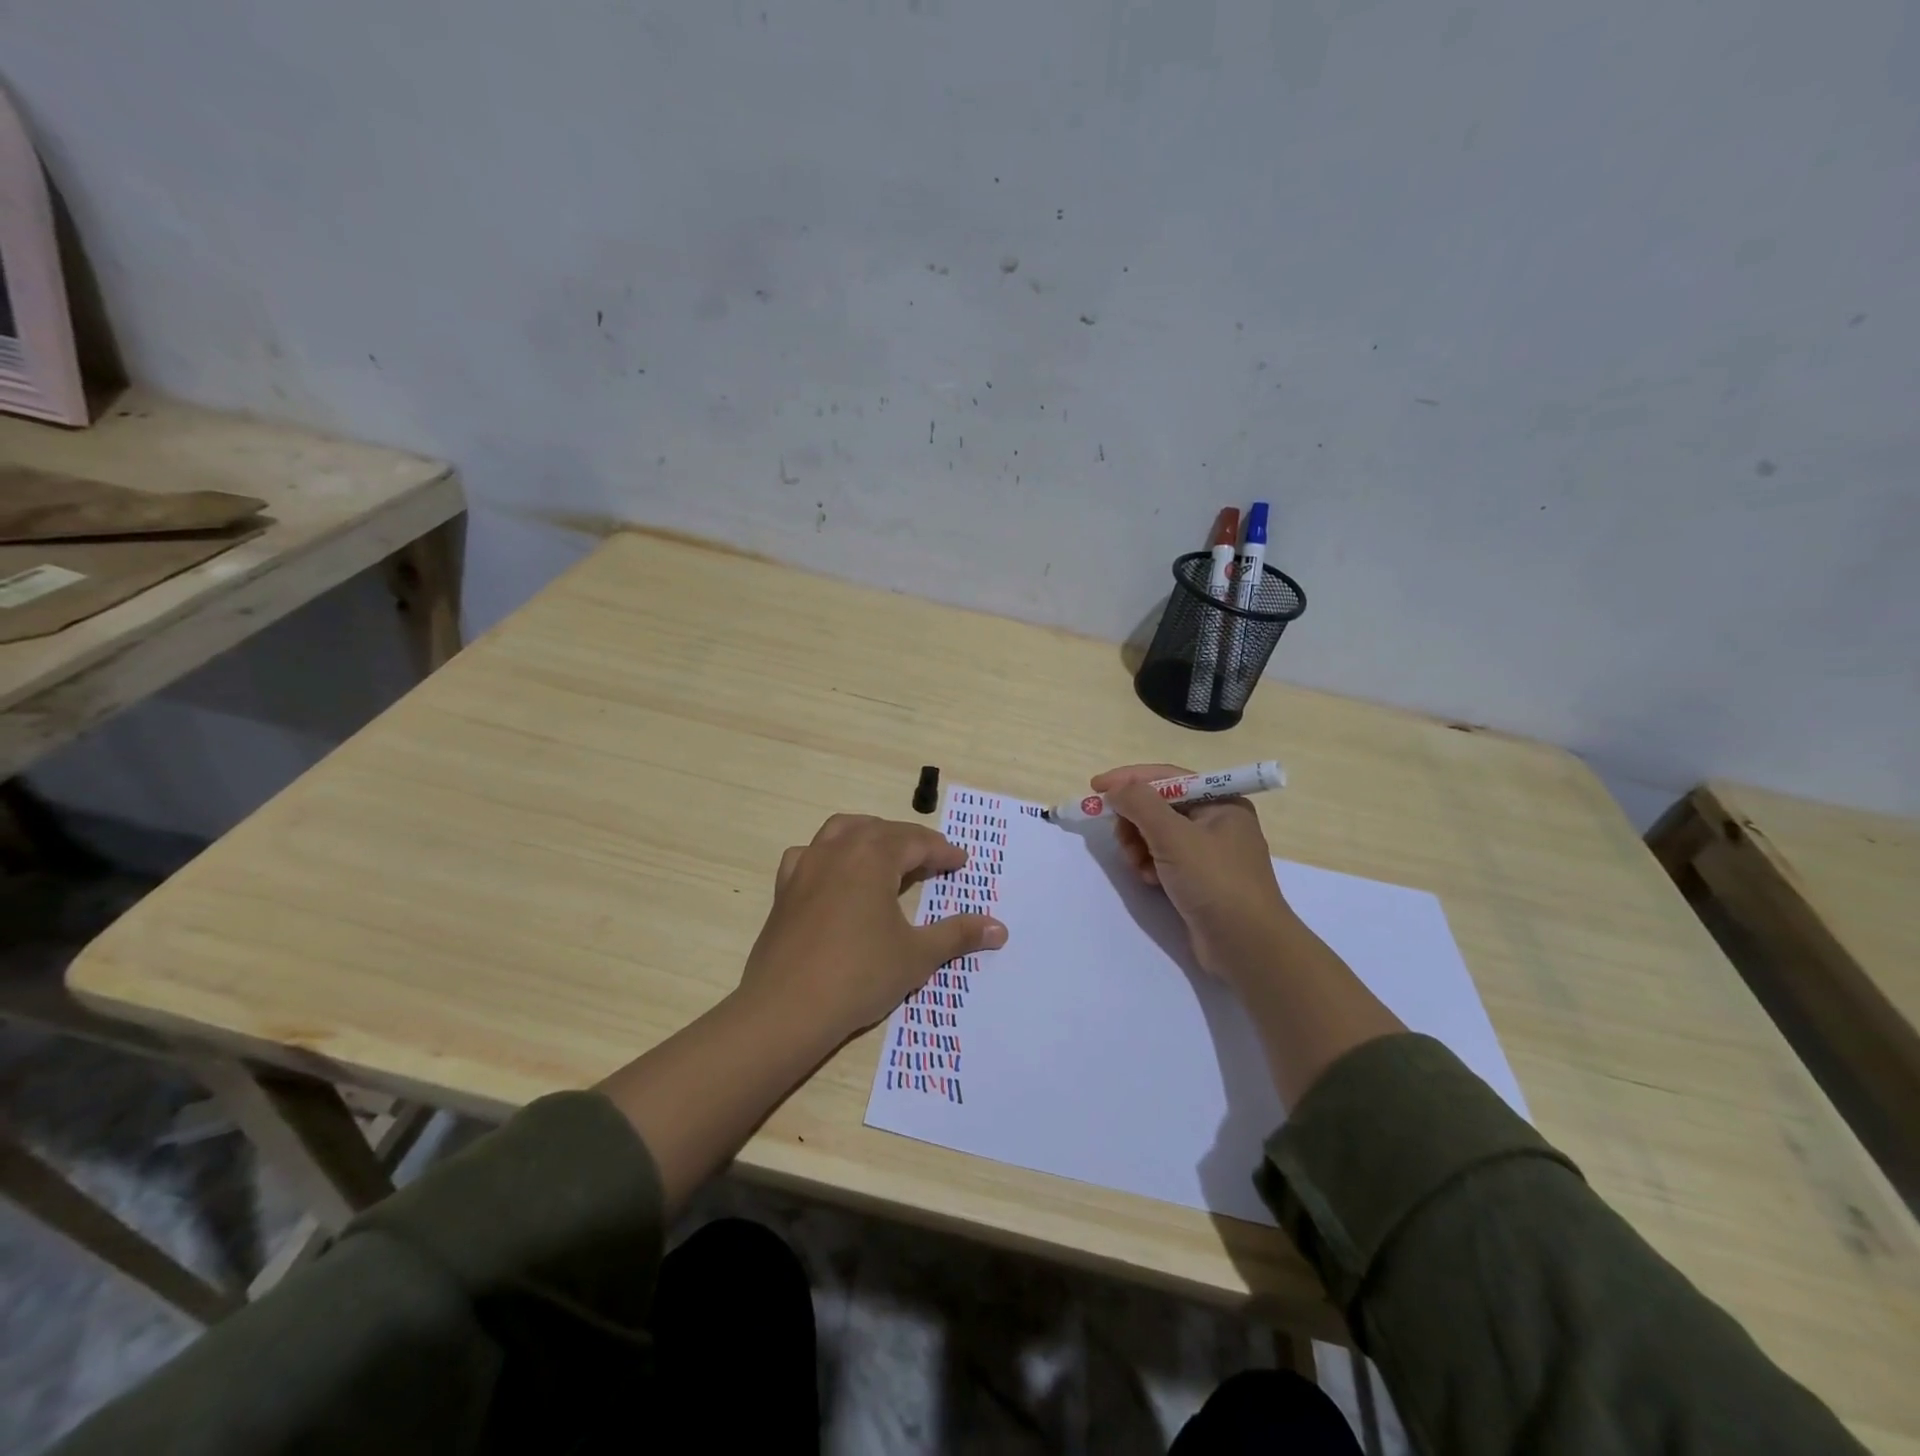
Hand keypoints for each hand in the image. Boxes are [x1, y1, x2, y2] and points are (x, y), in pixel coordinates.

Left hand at [742, 813, 1007, 1039]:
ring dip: (869, 835)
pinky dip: (827, 855)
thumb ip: (958, 935)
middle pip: (880, 830)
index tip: (961, 862)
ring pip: (841, 831)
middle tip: (931, 860)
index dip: (942, 851)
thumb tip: (1000, 928)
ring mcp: (806, 867)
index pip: (916, 842)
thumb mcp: (917, 955)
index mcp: (872, 857)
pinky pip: (808, 855)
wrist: (786, 1009)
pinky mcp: (784, 890)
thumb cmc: (859, 975)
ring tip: (886, 854)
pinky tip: (833, 874)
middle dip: (909, 841)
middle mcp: (838, 851)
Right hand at [1093, 763, 1293, 985]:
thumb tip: (1116, 788)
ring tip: (1136, 864)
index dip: (1129, 779)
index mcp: (1221, 802)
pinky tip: (1149, 879)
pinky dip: (1150, 864)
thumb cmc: (1215, 881)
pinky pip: (1164, 858)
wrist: (1247, 946)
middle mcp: (1217, 821)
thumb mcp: (1174, 836)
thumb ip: (1141, 804)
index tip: (1096, 787)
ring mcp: (1209, 852)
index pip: (1167, 778)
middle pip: (1160, 806)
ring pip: (1158, 834)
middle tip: (1121, 838)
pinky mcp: (1200, 878)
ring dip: (1139, 845)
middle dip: (1135, 819)